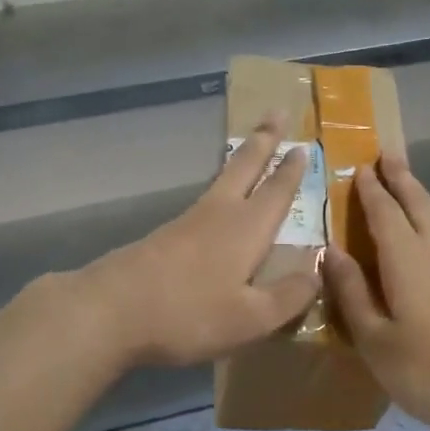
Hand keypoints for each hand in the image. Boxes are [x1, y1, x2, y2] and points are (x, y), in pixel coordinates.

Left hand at [80, 116, 322, 367]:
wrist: (110, 310)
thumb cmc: (188, 314)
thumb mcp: (250, 318)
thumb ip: (289, 296)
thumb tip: (319, 271)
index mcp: (246, 229)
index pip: (277, 191)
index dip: (292, 170)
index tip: (304, 144)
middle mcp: (218, 214)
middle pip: (244, 167)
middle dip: (263, 140)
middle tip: (276, 111)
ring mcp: (186, 222)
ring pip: (221, 180)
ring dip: (241, 160)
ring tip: (249, 149)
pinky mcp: (163, 236)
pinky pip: (203, 202)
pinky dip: (219, 188)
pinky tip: (216, 204)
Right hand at [324, 155, 429, 430]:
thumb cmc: (426, 368)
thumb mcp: (375, 338)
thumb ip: (352, 293)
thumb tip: (331, 252)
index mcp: (405, 260)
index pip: (383, 213)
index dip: (370, 190)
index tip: (359, 166)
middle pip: (417, 205)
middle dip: (401, 179)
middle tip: (389, 154)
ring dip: (417, 198)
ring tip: (405, 185)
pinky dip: (428, 225)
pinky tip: (425, 239)